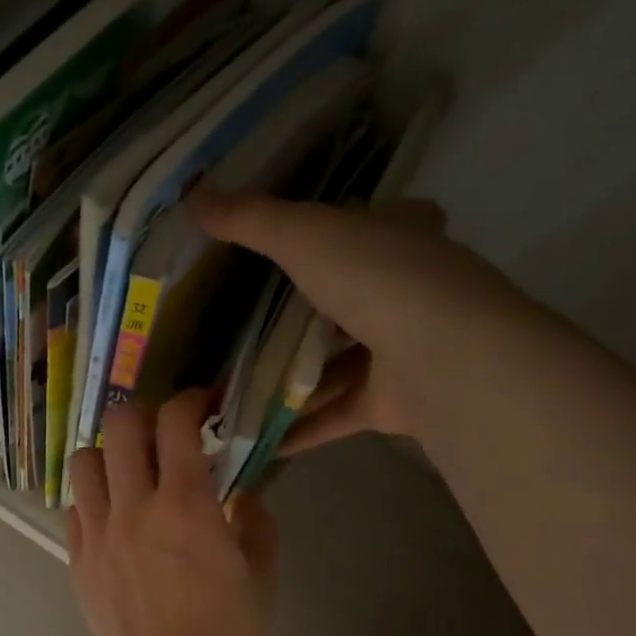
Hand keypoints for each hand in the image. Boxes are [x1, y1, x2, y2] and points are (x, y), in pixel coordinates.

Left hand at [66, 390, 277, 635]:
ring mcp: (97, 536)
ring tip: (132, 474)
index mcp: (185, 506)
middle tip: (165, 435)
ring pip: (83, 462)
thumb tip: (243, 494)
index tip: (204, 407)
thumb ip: (255, 521)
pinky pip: (75, 511)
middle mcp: (133, 509)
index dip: (190, 400)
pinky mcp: (78, 564)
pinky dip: (94, 500)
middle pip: (118, 426)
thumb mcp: (262, 574)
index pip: (174, 422)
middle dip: (144, 416)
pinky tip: (117, 520)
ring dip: (109, 455)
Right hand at [188, 188, 523, 454]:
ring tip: (230, 390)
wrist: (443, 357)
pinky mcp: (387, 404)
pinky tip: (252, 439)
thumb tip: (192, 196)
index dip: (341, 228)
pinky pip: (331, 415)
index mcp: (399, 240)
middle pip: (344, 302)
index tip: (293, 244)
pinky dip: (295, 428)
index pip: (373, 225)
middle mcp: (405, 293)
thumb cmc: (379, 279)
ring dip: (287, 381)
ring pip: (333, 366)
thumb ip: (251, 220)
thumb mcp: (304, 235)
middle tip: (237, 329)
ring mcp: (398, 353)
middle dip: (297, 318)